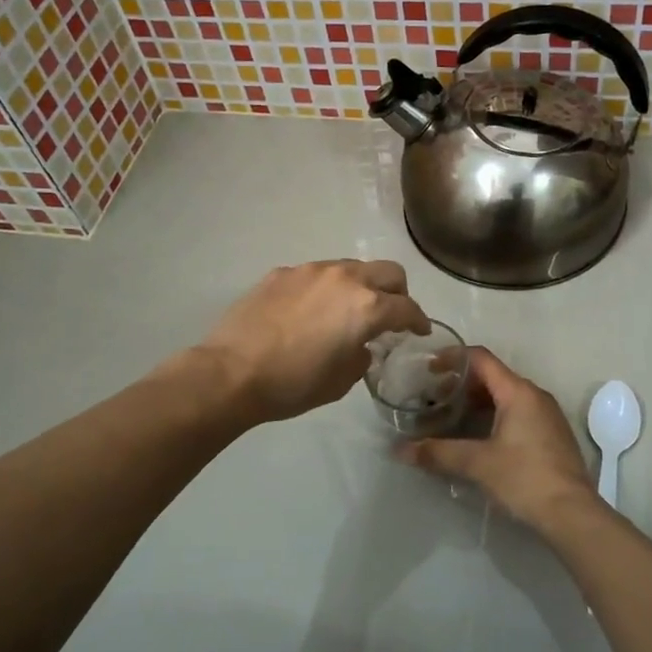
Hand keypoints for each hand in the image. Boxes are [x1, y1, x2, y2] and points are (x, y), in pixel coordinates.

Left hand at [194, 260, 429, 423]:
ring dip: (359, 286)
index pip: (407, 307)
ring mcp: (311, 270)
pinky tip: (308, 312)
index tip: (420, 330)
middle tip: (391, 314)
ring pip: (351, 268)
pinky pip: (315, 275)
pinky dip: (324, 289)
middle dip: (398, 292)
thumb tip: (359, 345)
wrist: (232, 372)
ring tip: (346, 311)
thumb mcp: (341, 381)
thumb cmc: (293, 384)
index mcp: (367, 307)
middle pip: (388, 272)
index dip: (419, 320)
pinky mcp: (282, 272)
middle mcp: (345, 278)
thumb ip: (361, 356)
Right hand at [401, 348, 598, 530]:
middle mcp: (535, 395)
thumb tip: (400, 450)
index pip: (481, 359)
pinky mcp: (551, 435)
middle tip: (434, 399)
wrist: (573, 514)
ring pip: (505, 396)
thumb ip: (438, 453)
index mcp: (518, 392)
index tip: (429, 368)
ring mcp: (547, 415)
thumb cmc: (524, 478)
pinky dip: (494, 415)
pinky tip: (478, 437)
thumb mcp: (477, 464)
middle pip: (493, 376)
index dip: (453, 358)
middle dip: (461, 384)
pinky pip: (518, 412)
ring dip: (477, 402)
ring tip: (451, 418)